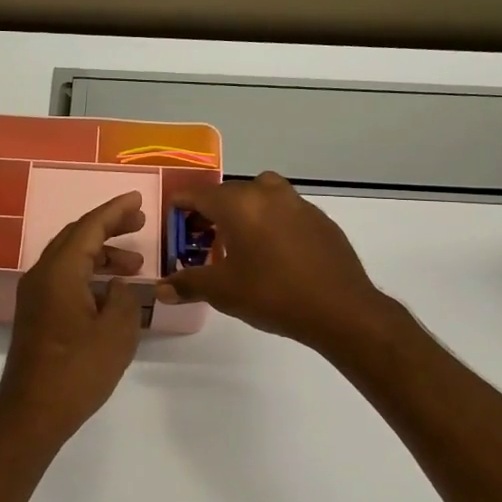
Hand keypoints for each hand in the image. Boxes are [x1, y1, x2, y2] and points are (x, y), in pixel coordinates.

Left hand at [0, 192, 146, 444]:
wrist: (33, 412)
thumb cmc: (77, 371)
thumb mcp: (116, 333)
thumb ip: (123, 299)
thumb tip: (117, 285)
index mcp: (59, 271)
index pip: (89, 227)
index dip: (115, 210)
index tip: (137, 199)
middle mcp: (41, 275)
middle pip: (76, 237)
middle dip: (108, 228)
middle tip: (140, 224)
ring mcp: (34, 295)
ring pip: (69, 259)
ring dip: (101, 255)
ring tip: (135, 265)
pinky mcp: (35, 314)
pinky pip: (63, 278)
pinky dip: (88, 274)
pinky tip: (109, 290)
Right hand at [160, 172, 393, 352]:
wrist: (340, 308)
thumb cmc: (272, 294)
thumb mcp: (223, 291)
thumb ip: (189, 284)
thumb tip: (161, 289)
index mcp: (239, 204)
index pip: (199, 194)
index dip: (181, 204)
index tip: (172, 216)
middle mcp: (267, 194)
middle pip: (230, 192)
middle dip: (211, 210)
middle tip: (201, 236)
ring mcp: (298, 204)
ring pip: (261, 195)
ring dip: (245, 210)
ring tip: (239, 241)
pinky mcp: (321, 220)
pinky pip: (285, 211)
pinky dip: (271, 222)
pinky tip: (273, 253)